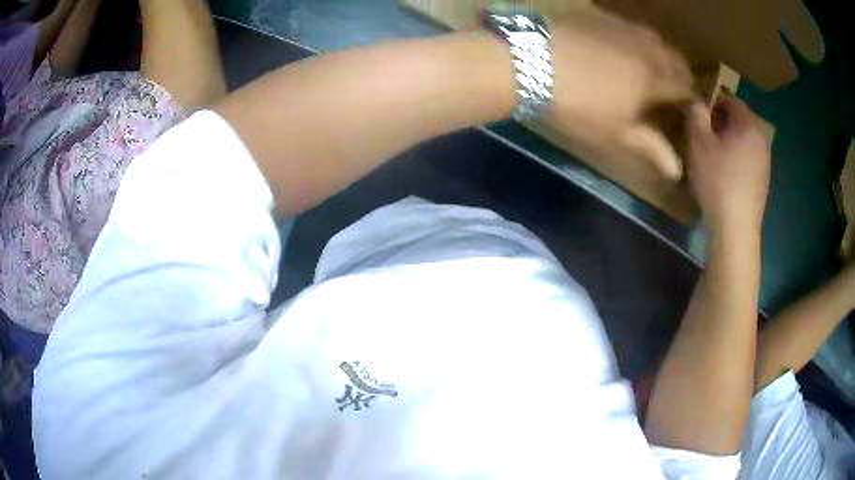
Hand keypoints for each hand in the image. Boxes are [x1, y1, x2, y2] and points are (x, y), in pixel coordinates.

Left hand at [547, 12, 692, 177]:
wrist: (529, 62)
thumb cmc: (578, 105)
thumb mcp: (614, 134)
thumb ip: (649, 147)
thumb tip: (676, 169)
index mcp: (655, 77)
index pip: (685, 86)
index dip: (688, 98)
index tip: (684, 108)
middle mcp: (645, 47)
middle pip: (674, 58)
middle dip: (678, 73)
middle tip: (671, 89)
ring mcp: (621, 27)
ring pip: (654, 38)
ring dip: (659, 53)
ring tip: (649, 67)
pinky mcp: (598, 16)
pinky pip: (629, 27)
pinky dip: (635, 39)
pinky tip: (621, 48)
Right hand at [687, 96, 770, 231]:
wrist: (736, 228)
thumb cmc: (717, 179)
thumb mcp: (699, 142)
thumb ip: (696, 114)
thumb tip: (697, 102)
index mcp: (748, 126)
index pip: (732, 100)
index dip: (715, 100)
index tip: (701, 111)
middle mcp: (761, 141)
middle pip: (741, 122)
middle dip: (723, 122)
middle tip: (705, 133)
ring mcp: (765, 164)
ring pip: (746, 142)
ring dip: (731, 142)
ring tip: (714, 155)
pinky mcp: (763, 184)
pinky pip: (749, 161)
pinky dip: (738, 160)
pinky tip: (726, 175)